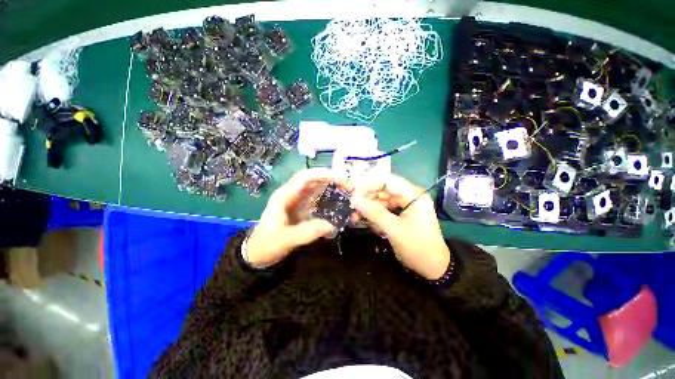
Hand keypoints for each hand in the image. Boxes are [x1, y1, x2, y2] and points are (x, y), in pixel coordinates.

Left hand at [245, 168, 344, 266]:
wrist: (259, 255)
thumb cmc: (266, 244)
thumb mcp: (284, 239)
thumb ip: (306, 232)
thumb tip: (331, 225)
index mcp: (285, 195)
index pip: (304, 177)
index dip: (322, 174)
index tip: (340, 179)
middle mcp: (294, 195)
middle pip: (315, 181)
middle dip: (333, 182)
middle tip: (350, 189)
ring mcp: (300, 203)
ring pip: (319, 191)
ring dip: (334, 191)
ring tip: (349, 196)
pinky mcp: (305, 211)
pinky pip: (321, 202)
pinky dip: (332, 203)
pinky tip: (341, 208)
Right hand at [350, 174, 450, 279]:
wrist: (432, 268)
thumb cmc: (417, 247)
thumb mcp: (394, 229)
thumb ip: (374, 213)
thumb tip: (354, 200)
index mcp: (413, 195)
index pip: (387, 181)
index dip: (369, 184)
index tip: (353, 191)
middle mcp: (409, 197)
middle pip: (383, 191)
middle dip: (367, 200)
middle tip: (352, 208)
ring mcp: (405, 206)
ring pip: (381, 201)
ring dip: (368, 210)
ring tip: (355, 219)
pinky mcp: (400, 215)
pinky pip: (384, 211)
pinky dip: (375, 217)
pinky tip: (368, 224)